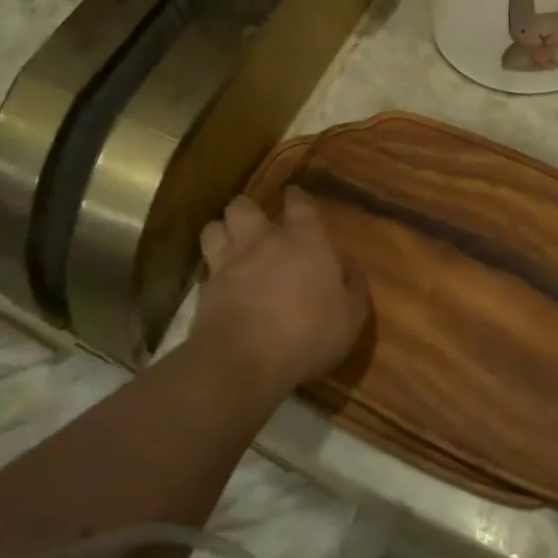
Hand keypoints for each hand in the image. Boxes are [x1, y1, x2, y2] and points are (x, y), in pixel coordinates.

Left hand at [196, 189, 368, 393]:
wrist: (244, 363)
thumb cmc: (308, 335)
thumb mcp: (351, 316)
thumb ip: (354, 285)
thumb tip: (349, 266)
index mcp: (305, 240)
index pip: (299, 203)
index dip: (296, 196)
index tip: (294, 195)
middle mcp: (263, 241)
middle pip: (243, 206)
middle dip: (248, 210)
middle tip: (256, 225)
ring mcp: (228, 263)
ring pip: (214, 228)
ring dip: (222, 233)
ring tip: (230, 245)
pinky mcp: (205, 289)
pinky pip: (204, 267)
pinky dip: (211, 270)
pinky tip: (219, 282)